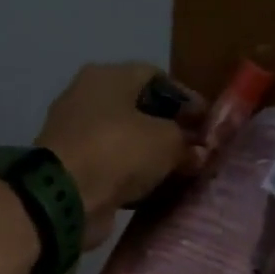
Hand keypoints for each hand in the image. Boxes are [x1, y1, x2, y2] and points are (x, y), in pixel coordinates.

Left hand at [37, 63, 205, 246]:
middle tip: (197, 151)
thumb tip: (198, 153)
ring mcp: (77, 135)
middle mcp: (88, 98)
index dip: (186, 98)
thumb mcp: (166, 141)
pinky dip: (134, 177)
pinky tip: (157, 190)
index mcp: (107, 77)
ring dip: (153, 157)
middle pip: (139, 109)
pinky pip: (114, 168)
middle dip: (171, 129)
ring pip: (126, 141)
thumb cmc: (118, 152)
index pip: (155, 76)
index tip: (208, 123)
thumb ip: (187, 142)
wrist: (66, 197)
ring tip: (182, 173)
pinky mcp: (74, 169)